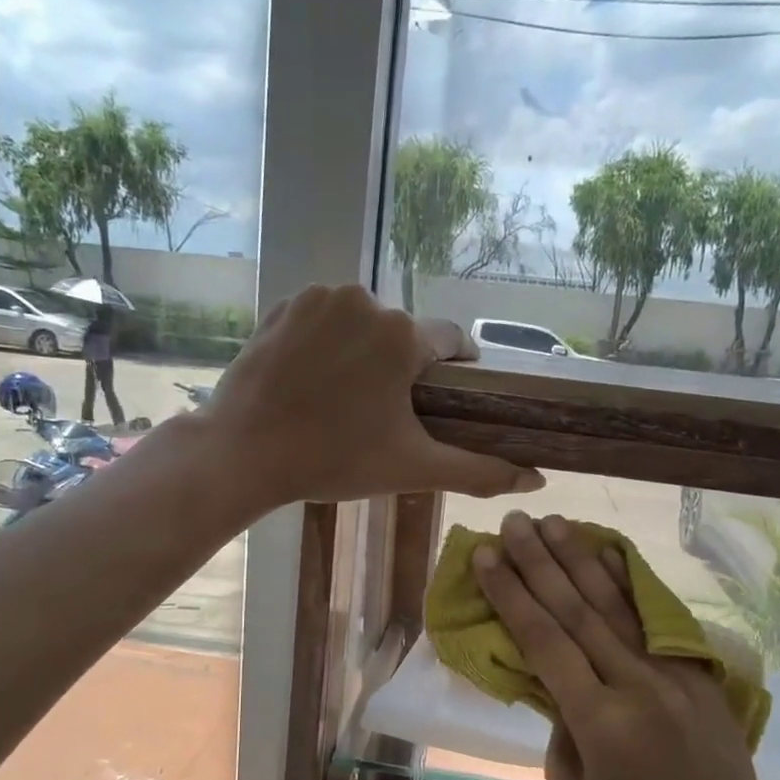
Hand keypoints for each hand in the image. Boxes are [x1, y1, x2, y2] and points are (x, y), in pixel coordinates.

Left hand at [205, 284, 543, 506]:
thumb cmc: (333, 460)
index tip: (440, 403)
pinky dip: (327, 342)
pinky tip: (312, 379)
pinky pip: (325, 318)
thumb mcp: (412, 469)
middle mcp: (366, 300)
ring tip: (342, 399)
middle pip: (405, 335)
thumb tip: (537, 482)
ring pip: (364, 323)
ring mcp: (320, 297)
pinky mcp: (284, 303)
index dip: (453, 374)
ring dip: (364, 353)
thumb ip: (479, 472)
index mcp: (404, 335)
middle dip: (402, 368)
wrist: (243, 453)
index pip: (452, 343)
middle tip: (381, 415)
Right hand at [472, 512, 779, 779]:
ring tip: (552, 522)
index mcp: (599, 720)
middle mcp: (635, 684)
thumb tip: (555, 675)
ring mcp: (672, 671)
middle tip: (512, 523)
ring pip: (615, 604)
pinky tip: (608, 552)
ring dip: (579, 559)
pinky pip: (655, 616)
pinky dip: (629, 581)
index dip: (511, 595)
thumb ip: (558, 723)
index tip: (486, 556)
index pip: (545, 642)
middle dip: (539, 562)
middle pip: (576, 611)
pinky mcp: (696, 667)